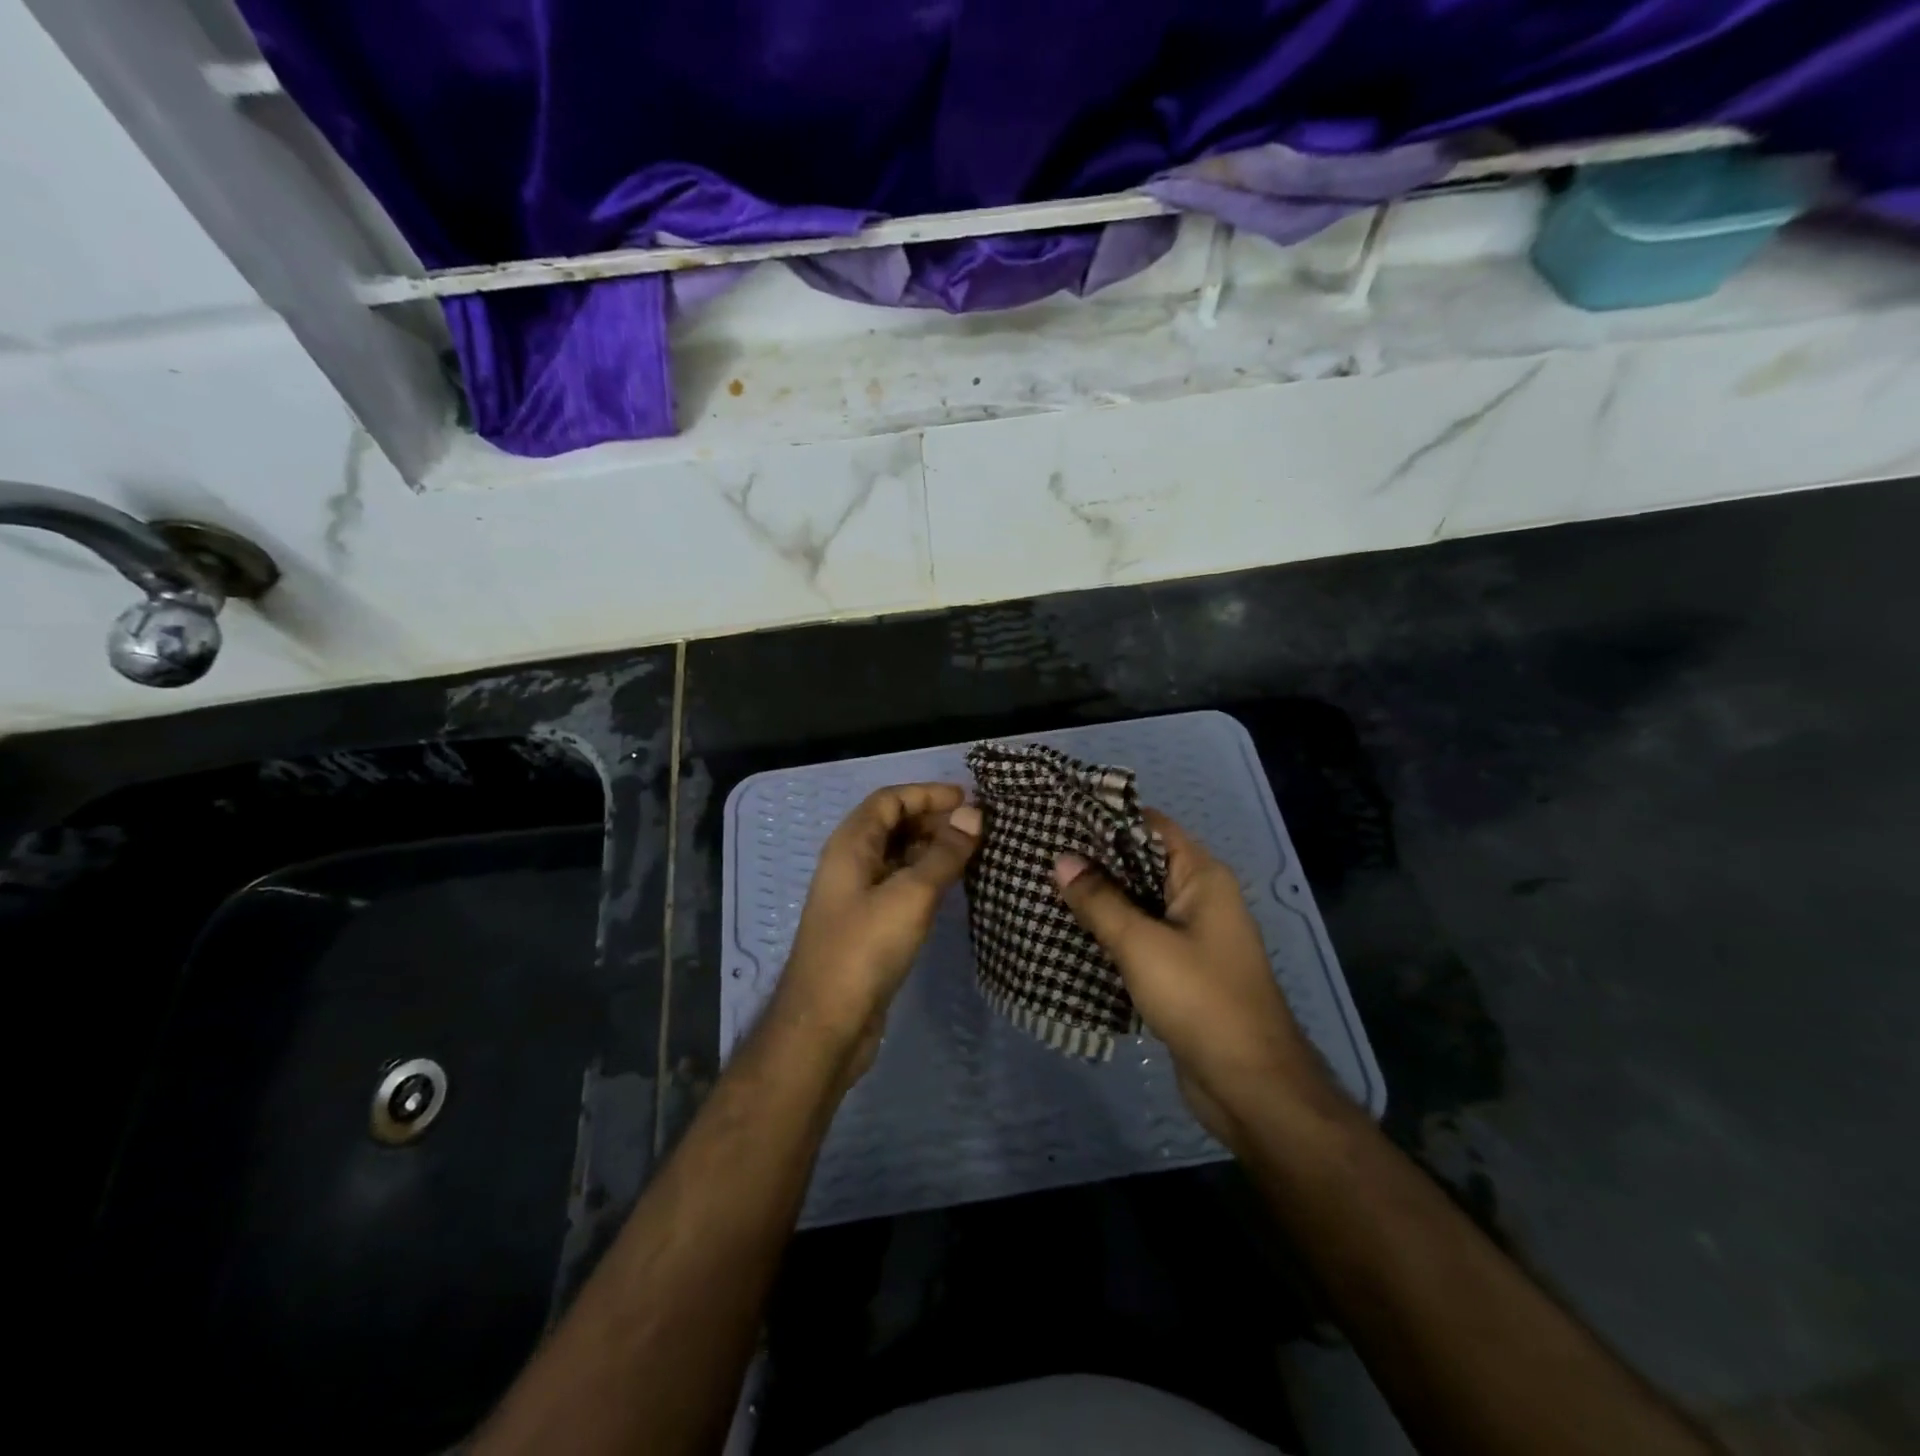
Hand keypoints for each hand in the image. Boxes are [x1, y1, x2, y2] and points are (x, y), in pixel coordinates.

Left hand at [773, 783, 981, 1082]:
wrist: (826, 1025)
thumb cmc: (865, 948)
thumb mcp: (911, 895)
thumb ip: (944, 854)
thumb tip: (974, 815)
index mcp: (850, 845)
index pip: (889, 800)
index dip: (927, 793)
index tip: (968, 798)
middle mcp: (850, 863)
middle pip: (893, 825)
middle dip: (933, 819)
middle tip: (978, 827)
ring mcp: (858, 896)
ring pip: (898, 857)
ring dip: (932, 848)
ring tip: (974, 852)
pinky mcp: (869, 926)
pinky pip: (901, 885)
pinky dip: (927, 877)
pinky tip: (954, 886)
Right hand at [1053, 809, 1337, 1148]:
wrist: (1249, 1085)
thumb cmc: (1200, 1000)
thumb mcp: (1142, 944)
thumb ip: (1100, 900)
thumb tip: (1061, 860)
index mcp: (1203, 877)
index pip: (1151, 827)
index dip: (1107, 818)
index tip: (1060, 816)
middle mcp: (1200, 898)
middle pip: (1141, 864)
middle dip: (1095, 860)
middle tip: (1040, 852)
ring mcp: (1191, 936)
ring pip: (1137, 903)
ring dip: (1099, 899)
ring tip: (1044, 886)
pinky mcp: (1180, 969)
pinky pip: (1139, 937)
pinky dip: (1109, 932)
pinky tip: (1069, 932)